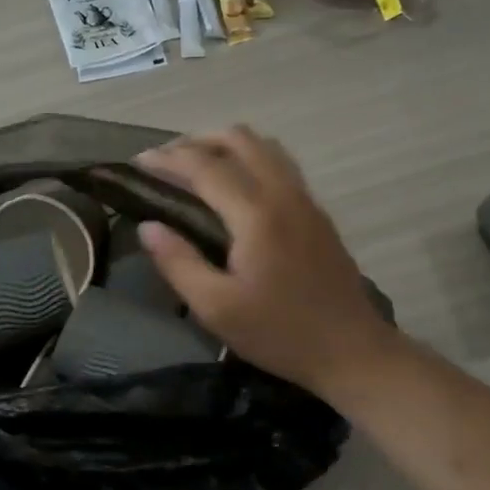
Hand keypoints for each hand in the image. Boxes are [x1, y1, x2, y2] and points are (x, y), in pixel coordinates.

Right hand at [136, 127, 401, 401]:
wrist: (352, 350)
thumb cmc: (279, 333)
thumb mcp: (216, 308)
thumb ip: (178, 262)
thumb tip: (147, 226)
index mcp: (256, 214)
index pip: (204, 166)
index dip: (167, 159)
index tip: (138, 162)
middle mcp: (283, 194)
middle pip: (239, 139)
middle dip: (197, 141)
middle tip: (167, 163)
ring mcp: (305, 200)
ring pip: (264, 146)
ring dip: (226, 146)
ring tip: (197, 167)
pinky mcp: (317, 212)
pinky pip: (280, 164)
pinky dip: (249, 159)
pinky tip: (235, 188)